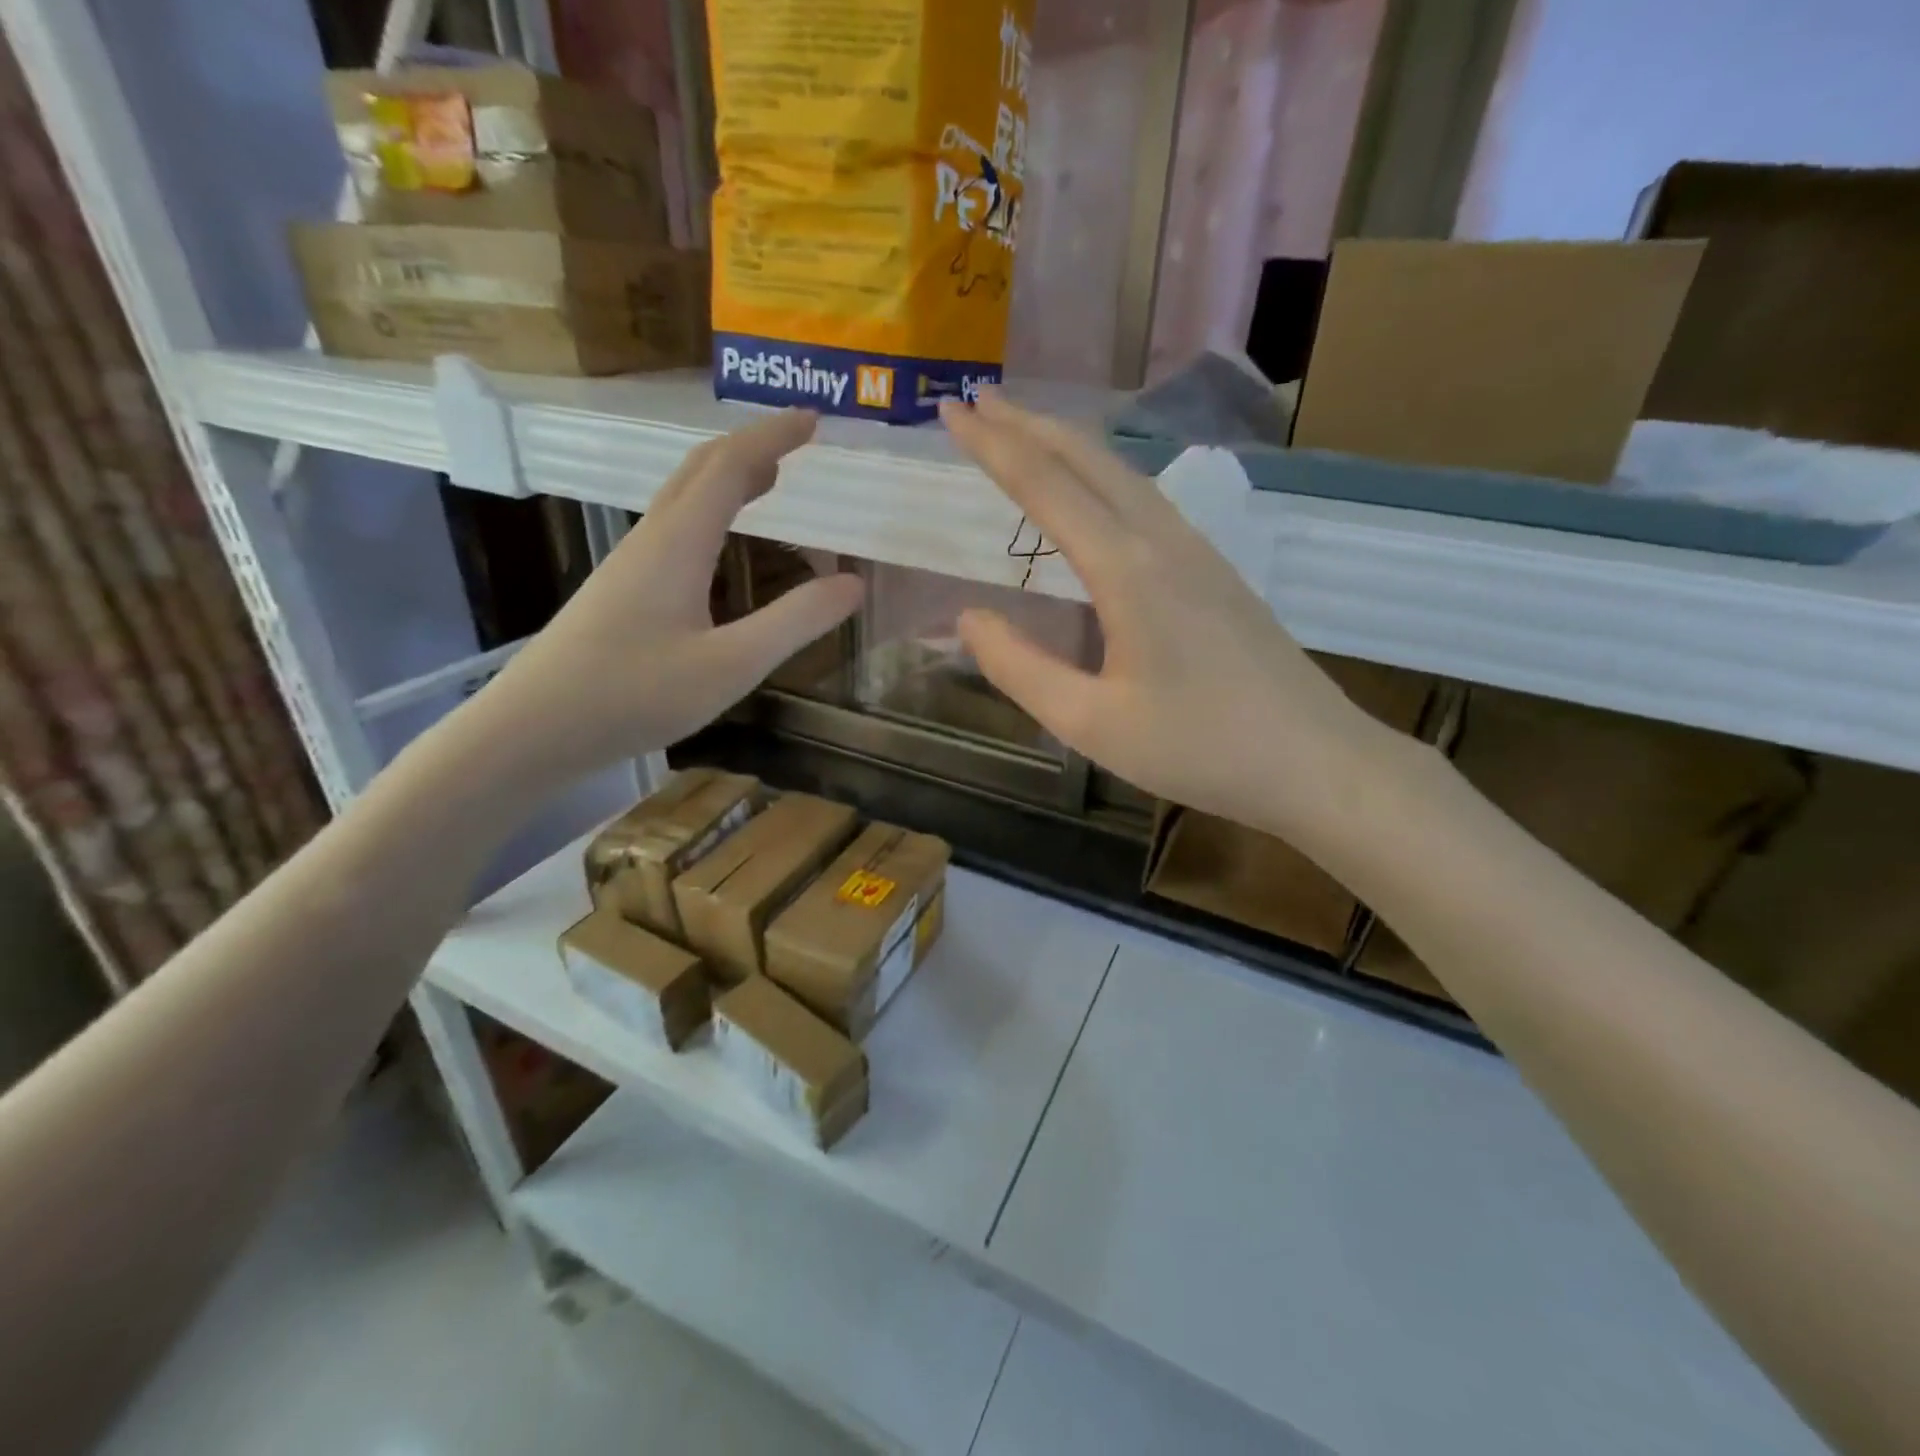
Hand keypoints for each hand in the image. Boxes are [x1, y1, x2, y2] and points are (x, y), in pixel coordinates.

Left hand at [465, 409, 861, 787]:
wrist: (533, 728)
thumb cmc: (634, 695)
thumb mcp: (730, 665)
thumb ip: (794, 622)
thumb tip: (853, 582)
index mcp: (678, 543)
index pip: (730, 466)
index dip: (773, 437)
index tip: (814, 419)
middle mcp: (651, 539)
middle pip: (700, 470)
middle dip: (752, 446)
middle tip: (797, 441)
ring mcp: (630, 564)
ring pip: (683, 498)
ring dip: (728, 476)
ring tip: (769, 480)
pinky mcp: (621, 591)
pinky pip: (675, 528)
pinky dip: (711, 512)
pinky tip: (720, 543)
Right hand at [940, 389, 1394, 841]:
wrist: (1315, 761)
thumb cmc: (1198, 748)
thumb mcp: (1091, 724)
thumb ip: (1020, 668)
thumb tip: (969, 619)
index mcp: (1127, 570)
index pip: (1045, 486)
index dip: (993, 446)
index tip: (950, 412)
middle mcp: (1164, 541)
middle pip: (1089, 459)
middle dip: (1028, 425)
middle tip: (978, 403)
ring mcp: (1198, 551)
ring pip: (1122, 473)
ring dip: (1068, 445)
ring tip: (1025, 433)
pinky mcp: (1217, 570)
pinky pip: (1147, 500)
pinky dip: (1102, 477)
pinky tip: (1094, 495)